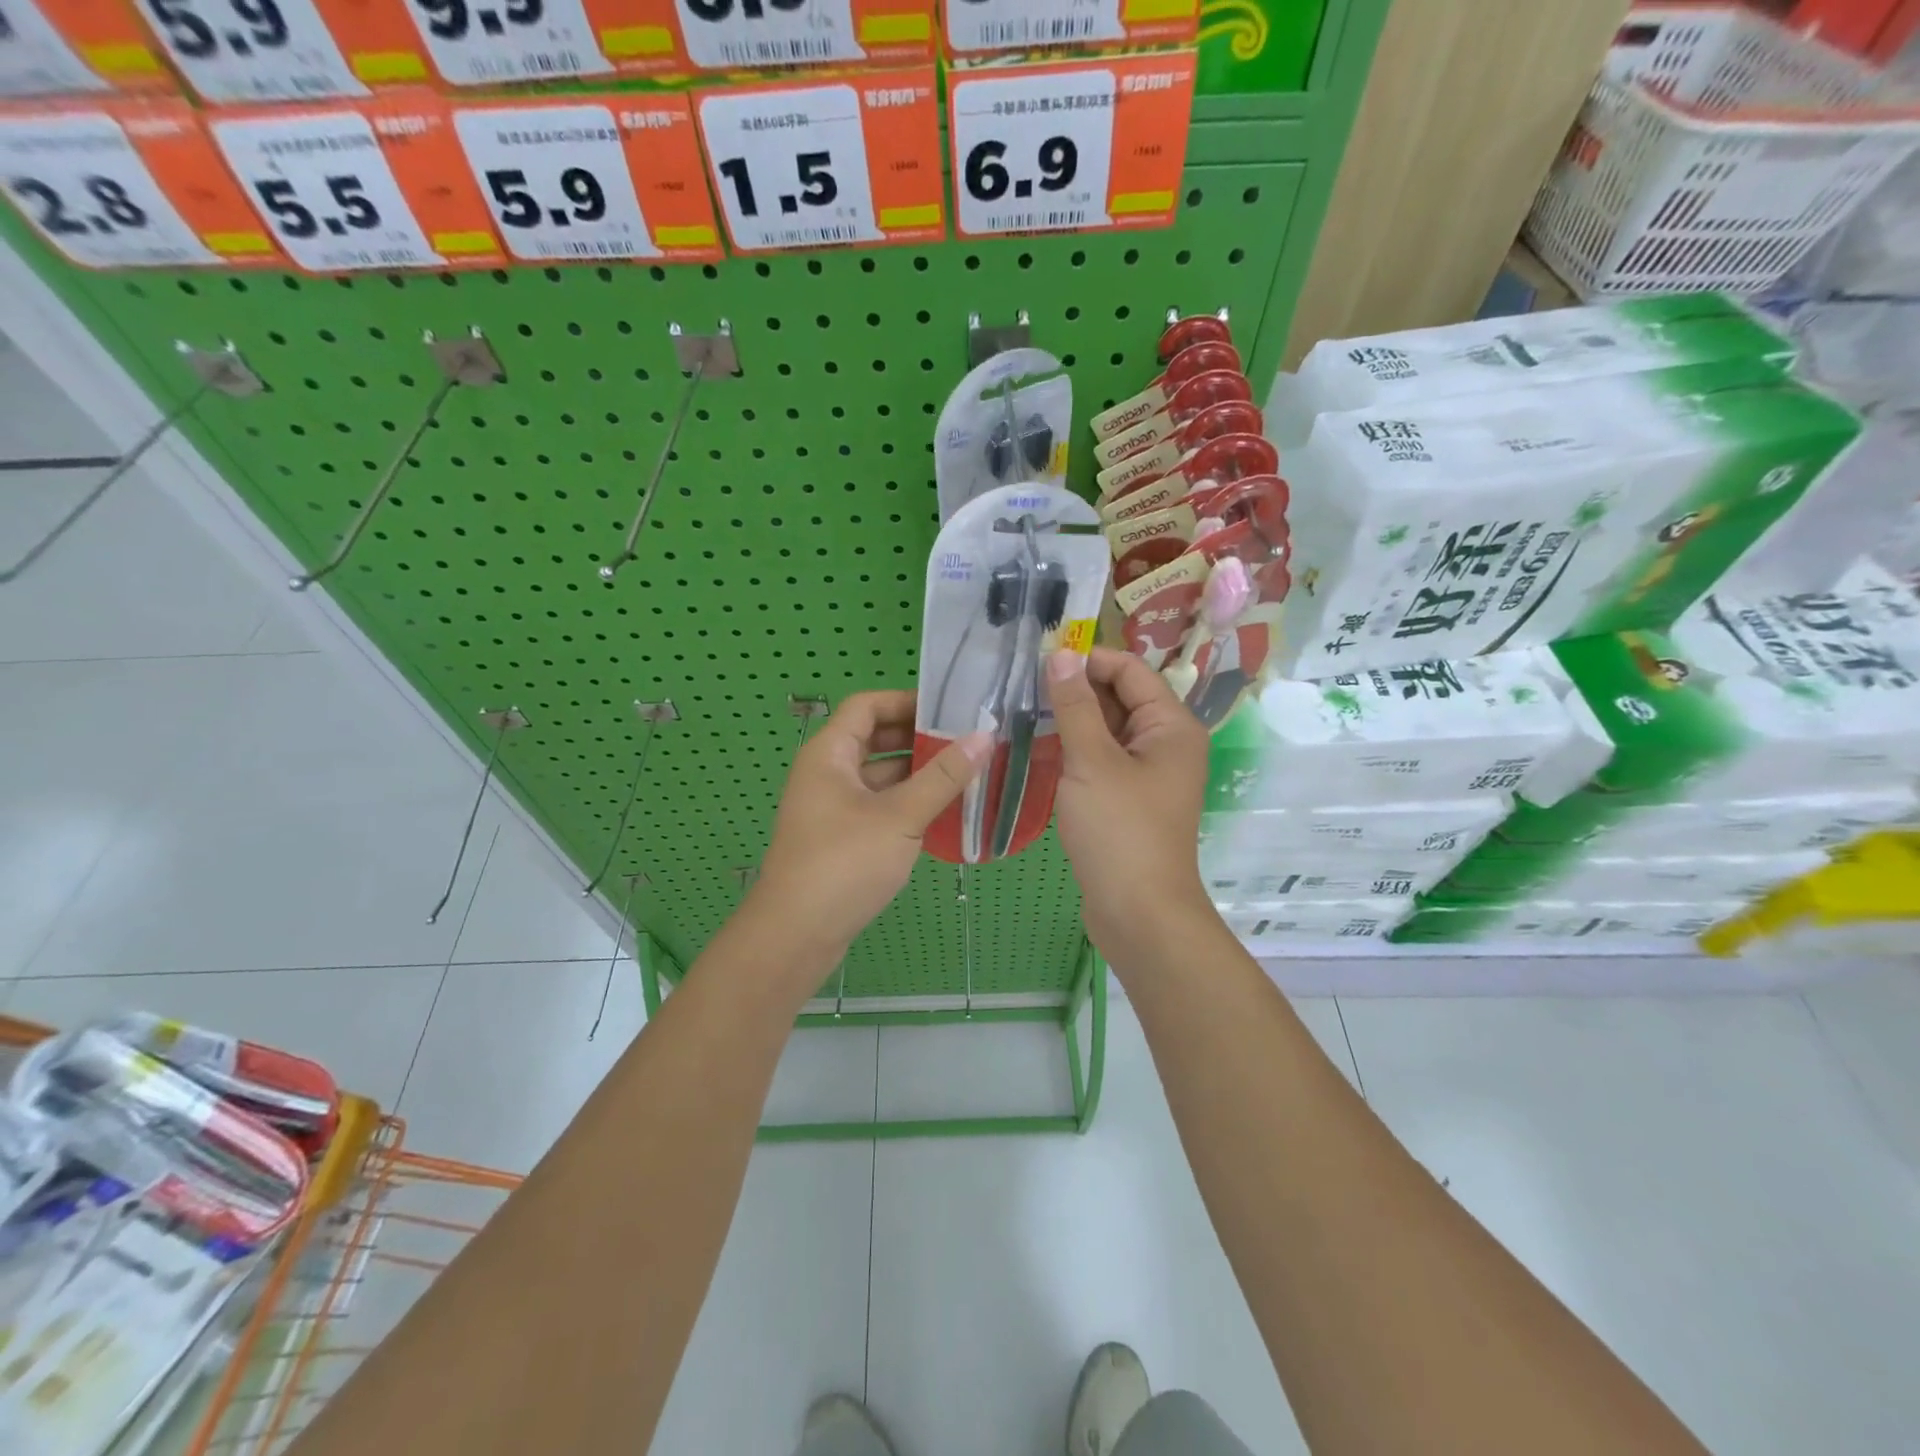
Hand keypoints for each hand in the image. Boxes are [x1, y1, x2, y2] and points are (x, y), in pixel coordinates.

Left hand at [751, 691, 990, 960]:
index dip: (906, 701)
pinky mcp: (840, 839)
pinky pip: (878, 807)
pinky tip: (943, 814)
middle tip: (966, 742)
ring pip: (879, 777)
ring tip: (965, 775)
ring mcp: (831, 808)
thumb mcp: (900, 816)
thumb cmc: (845, 863)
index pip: (867, 706)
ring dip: (917, 775)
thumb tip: (983, 737)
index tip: (949, 709)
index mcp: (829, 754)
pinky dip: (907, 804)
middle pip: (874, 739)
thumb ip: (943, 776)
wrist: (796, 935)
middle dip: (918, 739)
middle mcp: (826, 774)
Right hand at [1046, 648, 1216, 963]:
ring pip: (1106, 731)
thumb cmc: (1119, 831)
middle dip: (1075, 690)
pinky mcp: (1127, 800)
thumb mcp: (1091, 761)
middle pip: (1119, 698)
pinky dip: (1074, 751)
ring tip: (1021, 712)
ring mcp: (1147, 774)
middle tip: (1022, 685)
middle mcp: (1165, 743)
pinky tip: (1038, 749)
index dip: (1088, 659)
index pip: (1130, 670)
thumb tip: (1061, 655)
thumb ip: (1075, 706)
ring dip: (1071, 721)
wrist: (1138, 913)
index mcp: (1171, 726)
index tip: (1039, 658)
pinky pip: (1101, 760)